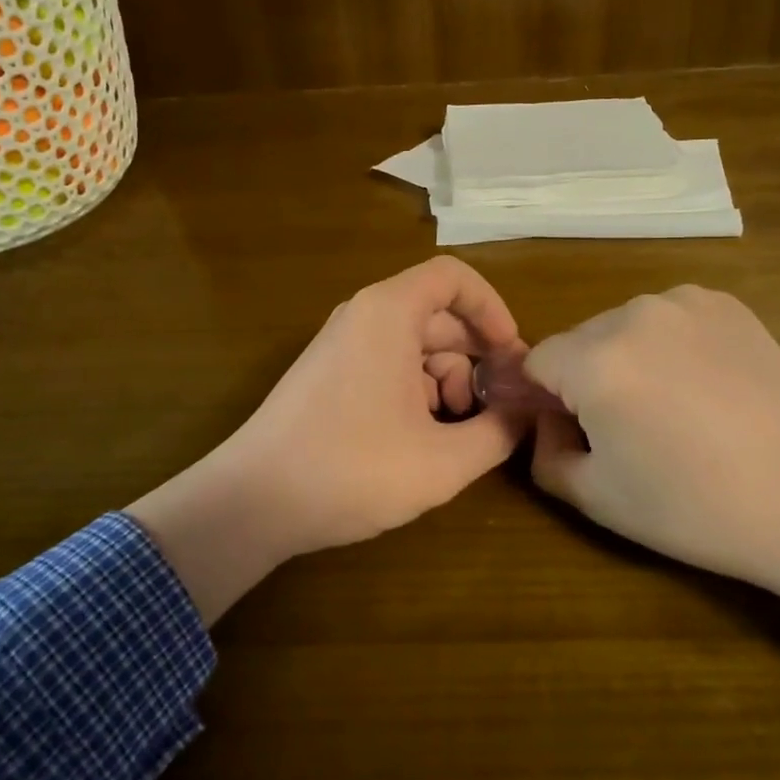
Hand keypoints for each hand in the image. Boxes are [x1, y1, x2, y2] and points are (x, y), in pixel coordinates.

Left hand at [129, 257, 526, 620]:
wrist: (252, 502)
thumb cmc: (352, 470)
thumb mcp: (442, 461)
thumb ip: (498, 432)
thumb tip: (527, 413)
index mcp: (389, 313)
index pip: (454, 277)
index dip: (492, 309)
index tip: (512, 356)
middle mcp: (363, 316)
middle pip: (439, 317)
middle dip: (475, 360)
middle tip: (498, 409)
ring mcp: (342, 346)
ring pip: (416, 346)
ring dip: (448, 383)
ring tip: (456, 434)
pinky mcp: (330, 376)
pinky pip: (389, 366)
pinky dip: (417, 393)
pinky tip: (422, 441)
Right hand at [525, 287, 779, 669]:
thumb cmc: (697, 506)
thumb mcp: (598, 497)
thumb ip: (544, 456)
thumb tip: (546, 424)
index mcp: (595, 359)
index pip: (535, 362)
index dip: (542, 400)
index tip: (569, 432)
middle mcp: (633, 313)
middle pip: (578, 341)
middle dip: (583, 378)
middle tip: (623, 428)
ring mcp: (684, 302)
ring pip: (623, 327)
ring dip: (626, 359)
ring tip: (669, 408)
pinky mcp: (725, 304)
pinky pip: (669, 319)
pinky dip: (669, 345)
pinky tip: (703, 386)